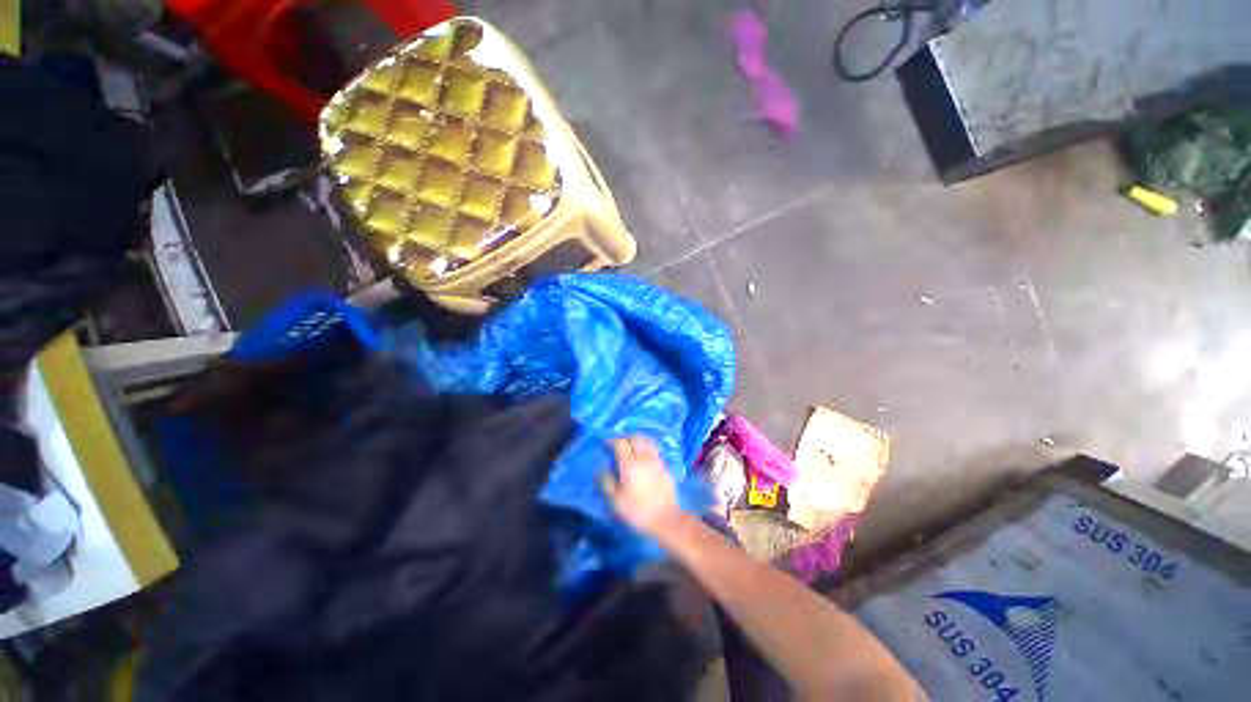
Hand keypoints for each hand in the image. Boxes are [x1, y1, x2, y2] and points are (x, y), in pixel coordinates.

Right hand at [600, 436, 680, 535]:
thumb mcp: (616, 501)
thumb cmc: (638, 511)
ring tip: (630, 446)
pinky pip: (654, 449)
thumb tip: (600, 471)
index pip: (620, 443)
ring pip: (646, 441)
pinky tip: (642, 456)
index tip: (605, 443)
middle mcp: (644, 457)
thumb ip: (607, 483)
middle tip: (617, 443)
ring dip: (636, 439)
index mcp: (630, 464)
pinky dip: (646, 447)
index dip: (611, 440)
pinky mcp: (665, 466)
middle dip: (625, 437)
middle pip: (635, 437)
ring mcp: (656, 460)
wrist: (666, 519)